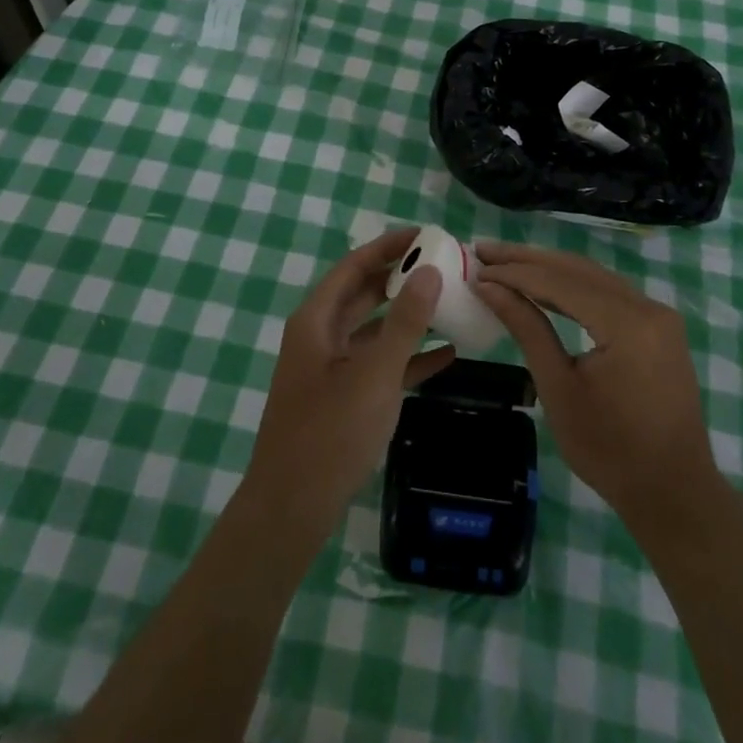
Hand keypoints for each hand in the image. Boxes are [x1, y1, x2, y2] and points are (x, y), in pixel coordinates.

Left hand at [243, 229, 455, 537]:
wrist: (292, 509)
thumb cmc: (330, 433)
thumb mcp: (374, 373)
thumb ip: (404, 322)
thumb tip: (430, 271)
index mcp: (316, 320)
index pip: (354, 266)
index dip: (388, 246)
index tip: (425, 234)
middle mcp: (321, 336)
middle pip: (364, 294)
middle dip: (402, 278)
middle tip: (444, 265)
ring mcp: (332, 368)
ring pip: (375, 330)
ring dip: (408, 317)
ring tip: (450, 303)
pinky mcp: (343, 397)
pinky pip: (379, 365)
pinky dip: (408, 357)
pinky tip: (447, 354)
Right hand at [474, 242, 718, 527]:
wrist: (674, 493)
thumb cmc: (610, 450)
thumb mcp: (558, 389)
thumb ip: (527, 329)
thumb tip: (488, 287)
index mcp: (627, 323)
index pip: (560, 281)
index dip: (514, 272)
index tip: (476, 265)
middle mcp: (647, 307)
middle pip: (578, 269)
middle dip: (527, 259)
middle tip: (483, 251)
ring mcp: (657, 315)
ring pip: (593, 276)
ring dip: (548, 268)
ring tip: (505, 262)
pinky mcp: (659, 327)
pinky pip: (609, 293)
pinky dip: (573, 286)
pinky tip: (544, 285)